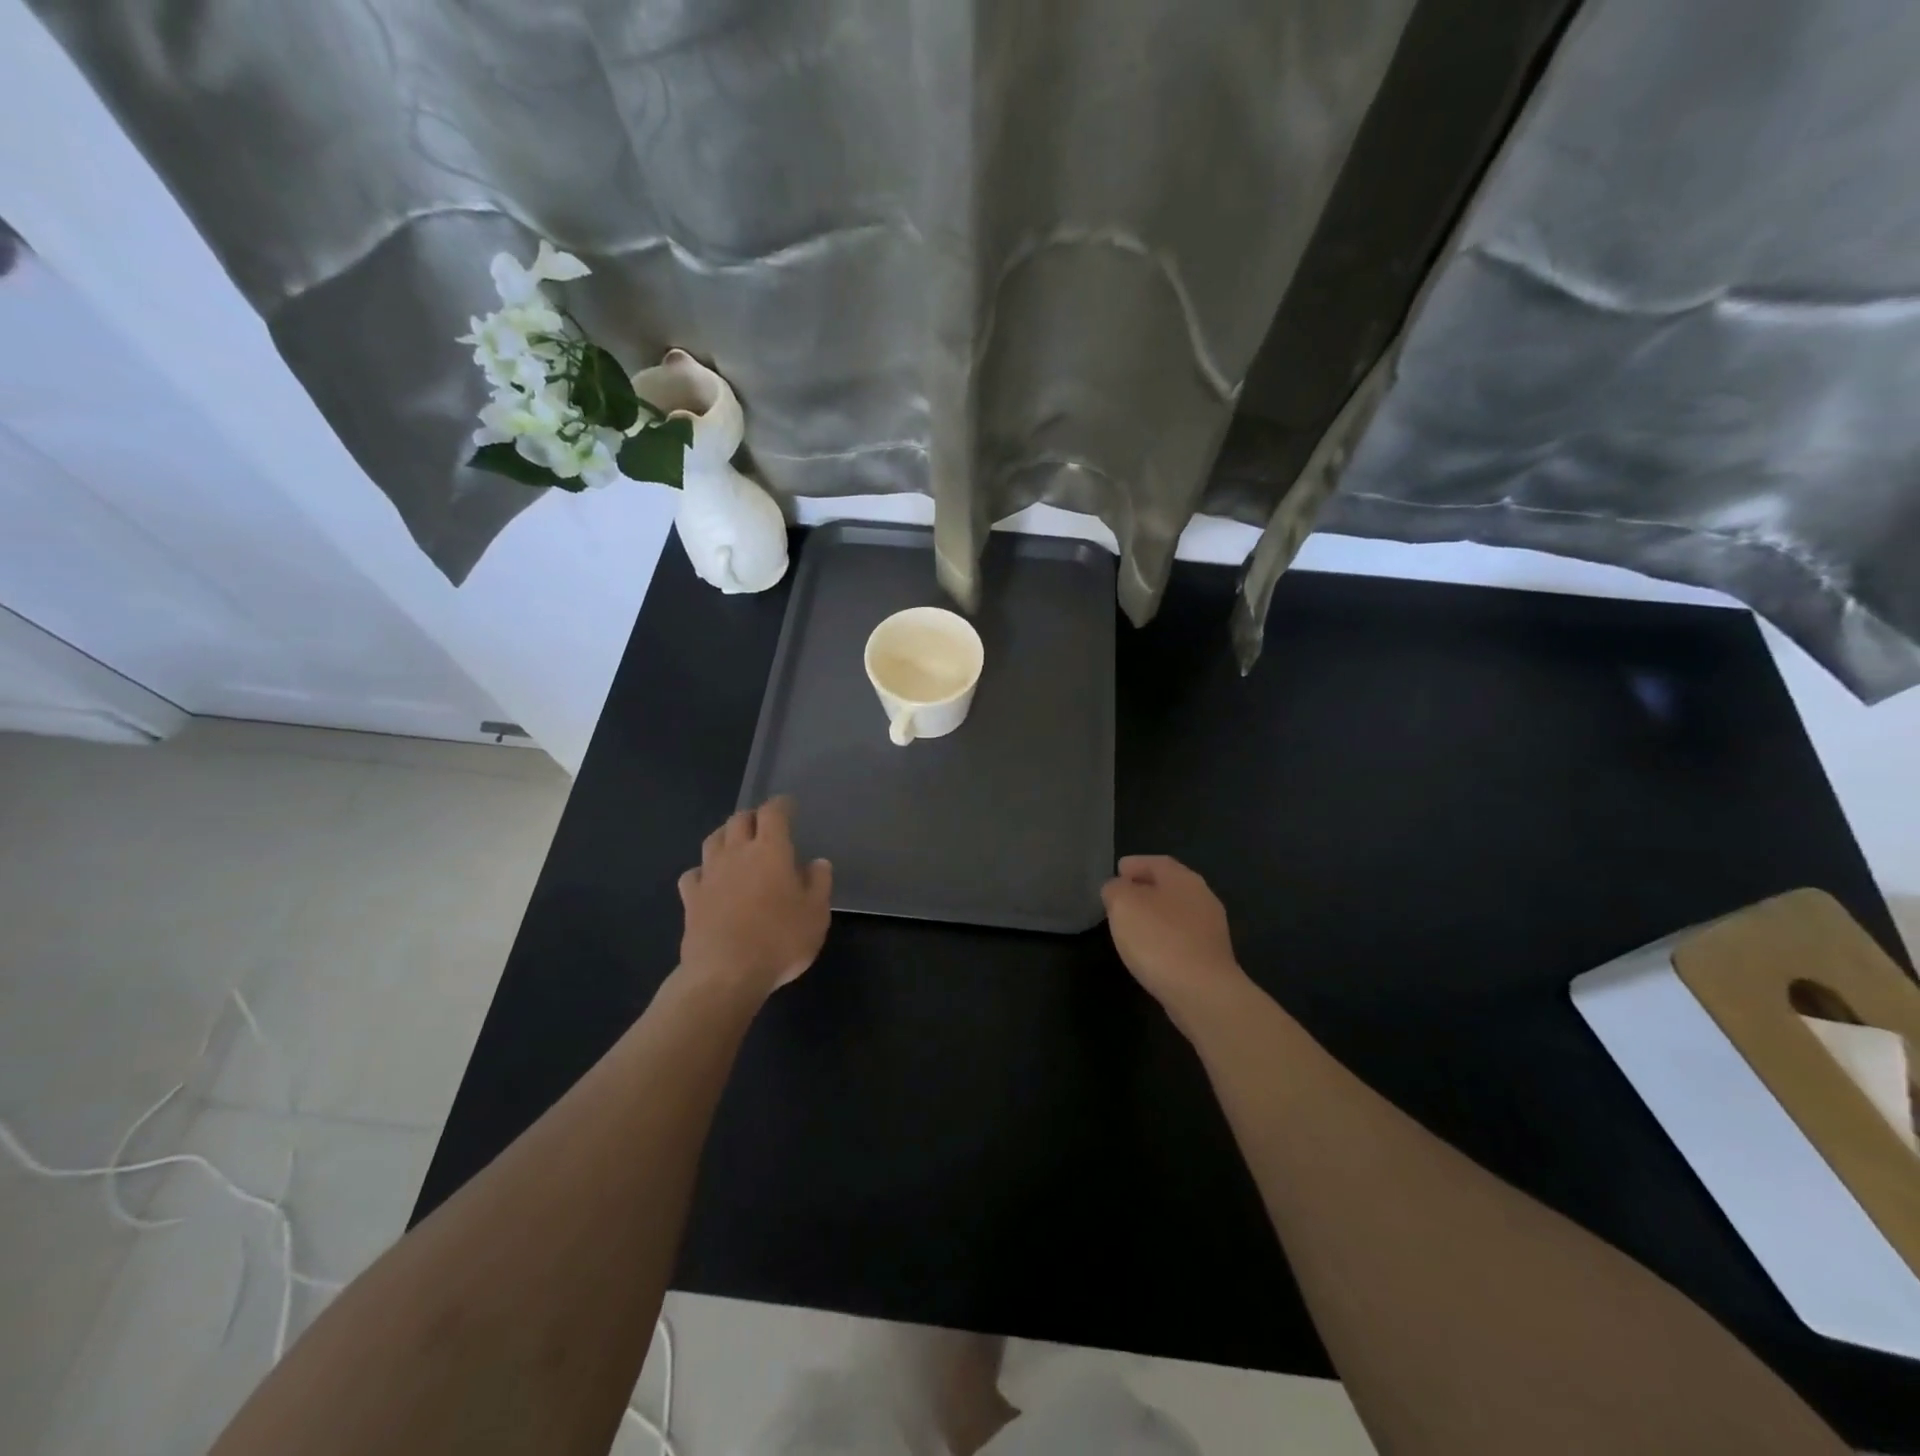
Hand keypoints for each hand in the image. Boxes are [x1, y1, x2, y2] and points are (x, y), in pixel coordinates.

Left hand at [679, 797, 831, 999]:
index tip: (788, 805)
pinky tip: (709, 880)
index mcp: (771, 850)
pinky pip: (694, 873)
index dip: (781, 805)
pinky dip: (703, 871)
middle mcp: (737, 853)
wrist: (725, 973)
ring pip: (713, 840)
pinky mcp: (691, 899)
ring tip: (735, 843)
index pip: (773, 813)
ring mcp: (710, 875)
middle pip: (739, 820)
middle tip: (763, 825)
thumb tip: (817, 863)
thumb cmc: (779, 940)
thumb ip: (819, 883)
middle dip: (752, 817)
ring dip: (726, 835)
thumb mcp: (816, 914)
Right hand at [1101, 855, 1246, 1014]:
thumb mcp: (1122, 904)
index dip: (1135, 864)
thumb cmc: (1158, 939)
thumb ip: (1115, 889)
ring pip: (1177, 912)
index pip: (1156, 862)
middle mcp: (1202, 897)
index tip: (1117, 872)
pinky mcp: (1212, 957)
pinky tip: (1150, 951)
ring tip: (1131, 925)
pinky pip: (1182, 937)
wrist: (1202, 992)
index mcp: (1183, 878)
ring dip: (1155, 914)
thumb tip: (1117, 888)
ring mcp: (1211, 929)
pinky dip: (1164, 937)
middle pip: (1169, 886)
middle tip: (1121, 897)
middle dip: (1145, 889)